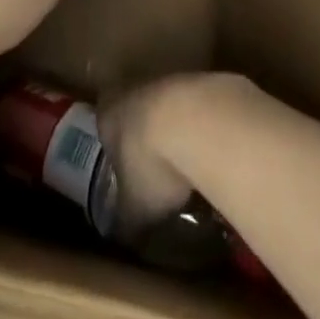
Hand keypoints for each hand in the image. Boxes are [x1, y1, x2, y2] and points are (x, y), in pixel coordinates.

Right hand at [98, 74, 236, 234]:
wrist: (197, 121)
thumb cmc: (152, 163)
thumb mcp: (135, 208)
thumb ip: (126, 220)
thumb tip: (122, 237)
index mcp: (107, 113)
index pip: (104, 128)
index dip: (115, 152)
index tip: (127, 175)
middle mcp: (132, 89)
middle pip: (136, 113)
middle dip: (147, 140)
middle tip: (159, 174)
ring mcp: (167, 81)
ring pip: (168, 108)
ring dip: (178, 132)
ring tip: (192, 169)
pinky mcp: (201, 82)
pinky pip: (197, 109)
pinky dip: (203, 129)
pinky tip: (215, 156)